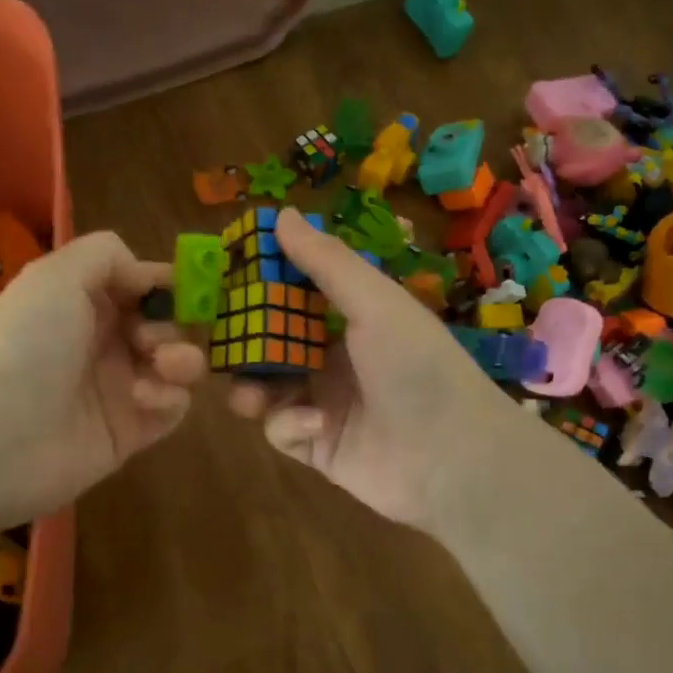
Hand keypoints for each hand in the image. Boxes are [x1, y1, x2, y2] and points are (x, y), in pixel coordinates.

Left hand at [0, 231, 205, 517]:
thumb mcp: (57, 275)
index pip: (137, 285)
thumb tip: (145, 274)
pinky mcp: (131, 431)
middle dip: (172, 322)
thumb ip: (106, 254)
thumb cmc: (28, 344)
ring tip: (162, 366)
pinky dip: (170, 398)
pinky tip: (142, 399)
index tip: (189, 286)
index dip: (164, 282)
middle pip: (163, 323)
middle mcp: (102, 342)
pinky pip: (172, 408)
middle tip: (150, 337)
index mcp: (82, 303)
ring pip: (176, 365)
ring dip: (182, 358)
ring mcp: (118, 389)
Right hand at [228, 209, 557, 535]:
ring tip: (248, 392)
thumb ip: (327, 263)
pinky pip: (282, 430)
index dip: (262, 285)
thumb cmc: (417, 367)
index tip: (225, 276)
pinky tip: (314, 424)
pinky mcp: (316, 447)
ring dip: (252, 387)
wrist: (452, 457)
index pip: (296, 295)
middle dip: (246, 343)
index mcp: (352, 320)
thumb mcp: (375, 303)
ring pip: (267, 389)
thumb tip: (282, 215)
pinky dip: (288, 424)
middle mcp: (334, 359)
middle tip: (220, 340)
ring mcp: (324, 404)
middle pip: (273, 343)